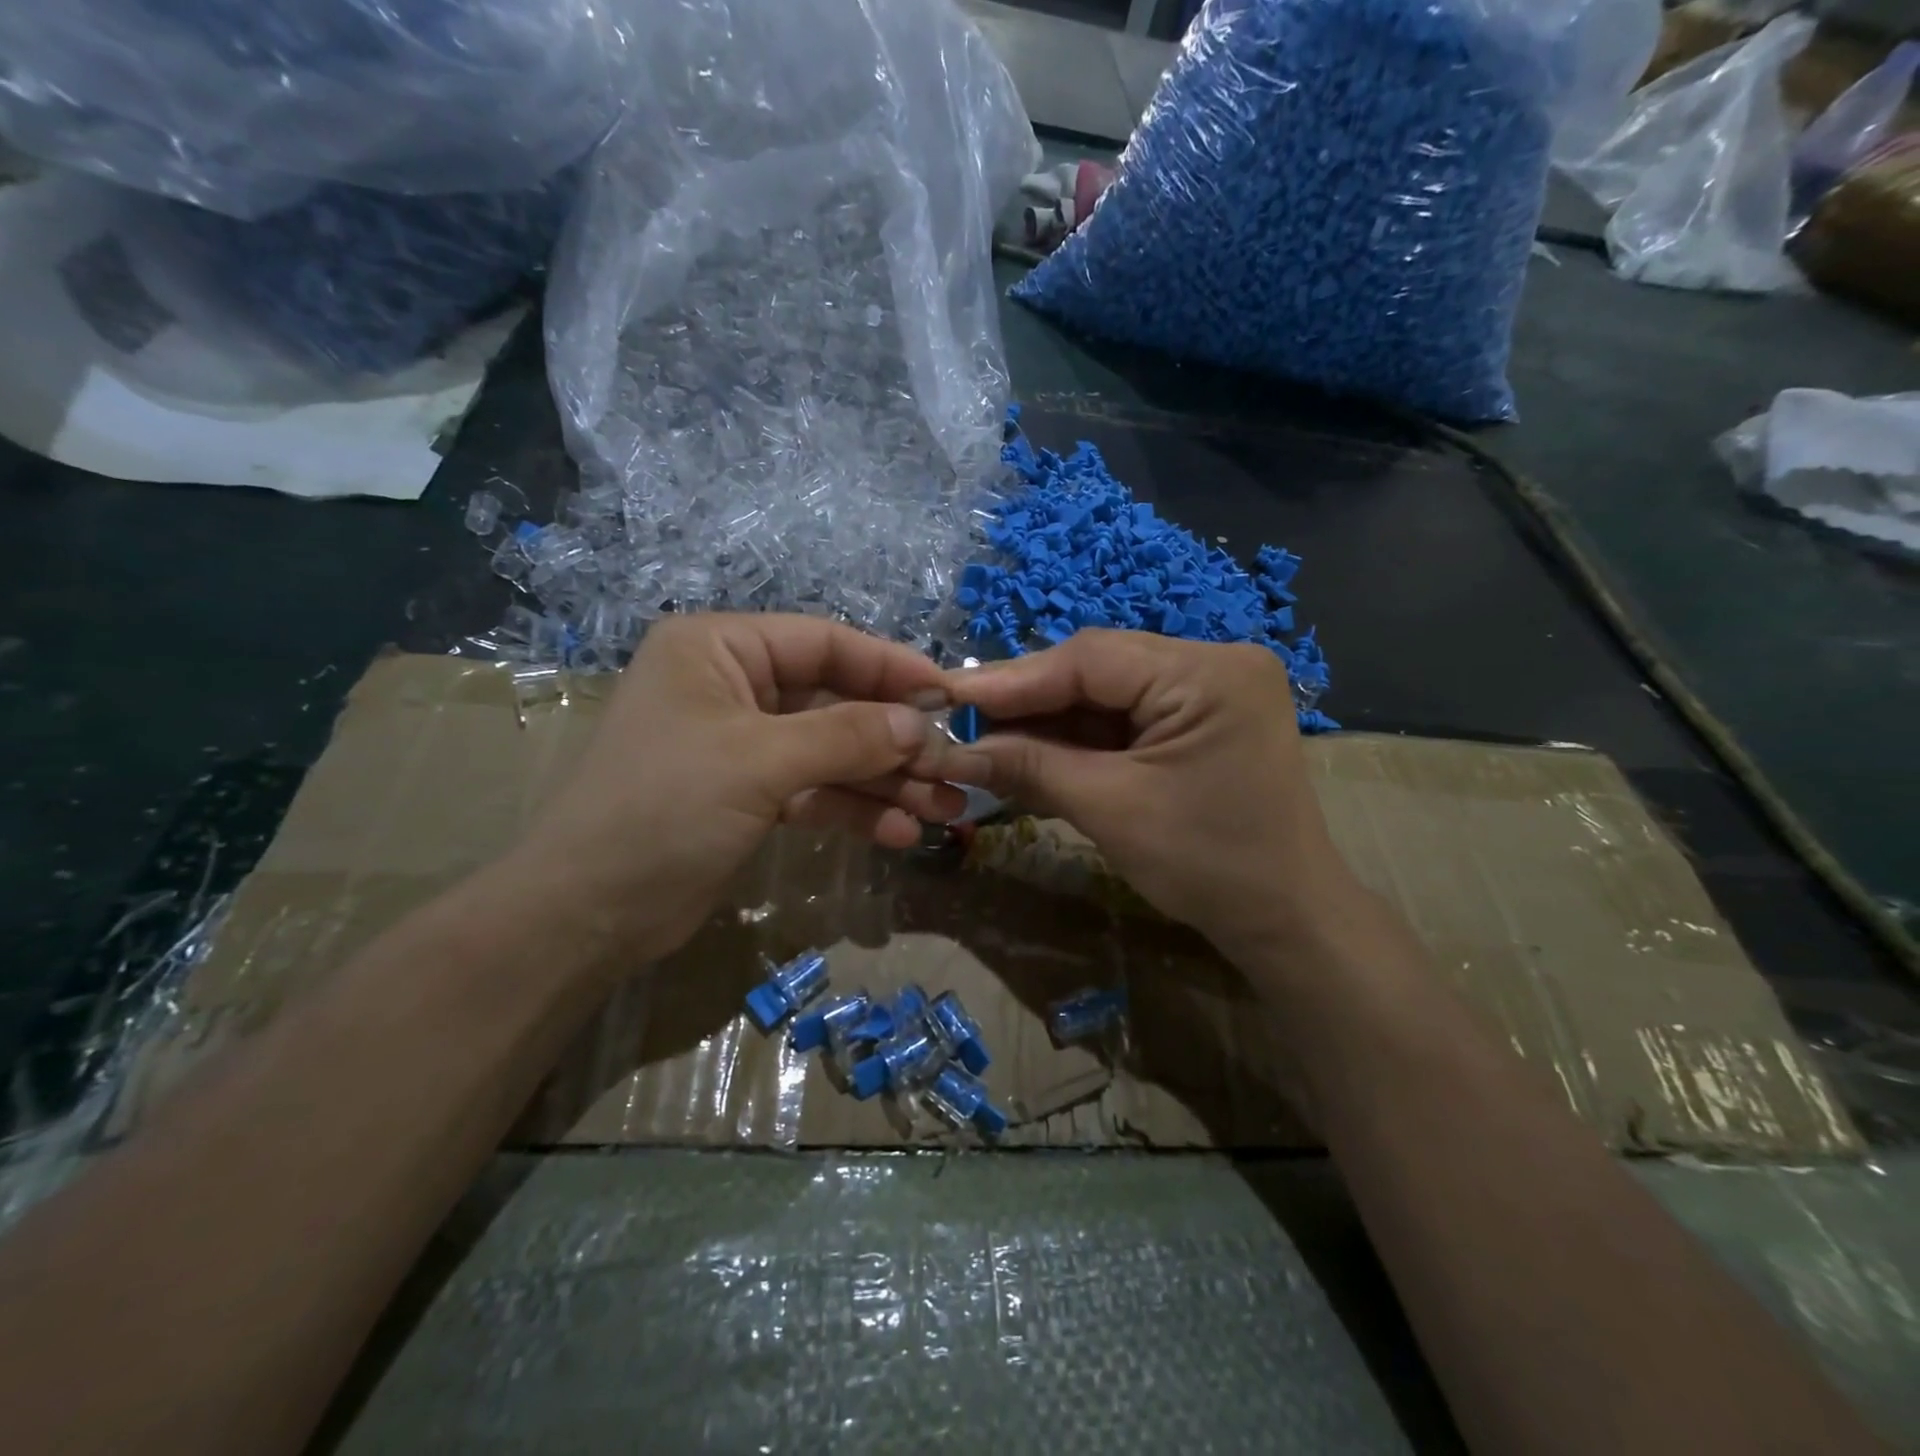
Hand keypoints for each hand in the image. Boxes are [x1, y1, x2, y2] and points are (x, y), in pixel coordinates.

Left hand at [511, 613, 968, 967]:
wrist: (588, 914)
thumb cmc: (663, 810)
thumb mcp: (759, 761)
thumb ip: (847, 736)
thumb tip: (921, 724)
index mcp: (719, 648)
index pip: (824, 643)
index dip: (890, 668)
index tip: (949, 696)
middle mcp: (733, 686)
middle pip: (835, 701)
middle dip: (894, 739)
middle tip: (953, 769)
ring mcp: (743, 744)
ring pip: (832, 751)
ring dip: (886, 781)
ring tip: (945, 810)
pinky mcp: (750, 795)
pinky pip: (816, 791)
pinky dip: (855, 809)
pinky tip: (900, 833)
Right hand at [942, 629, 1367, 963]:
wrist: (1286, 919)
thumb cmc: (1208, 865)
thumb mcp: (1111, 810)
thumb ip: (1032, 768)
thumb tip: (956, 750)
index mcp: (1208, 673)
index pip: (1091, 658)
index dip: (1013, 679)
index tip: (950, 696)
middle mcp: (1214, 662)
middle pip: (1098, 669)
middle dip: (1030, 701)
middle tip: (964, 720)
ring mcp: (1210, 688)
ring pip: (1107, 692)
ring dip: (1050, 721)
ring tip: (989, 739)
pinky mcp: (1200, 717)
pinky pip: (1126, 716)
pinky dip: (1080, 738)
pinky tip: (1035, 751)